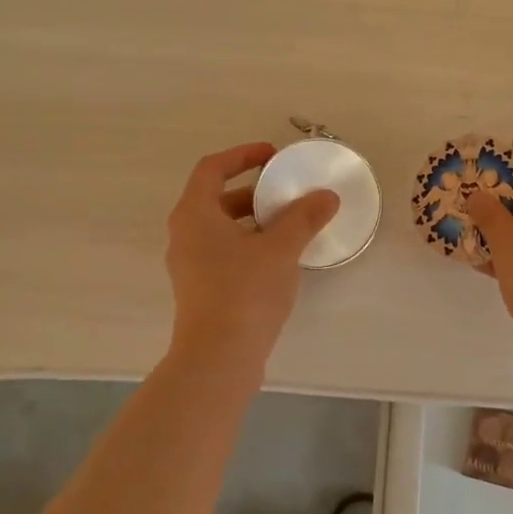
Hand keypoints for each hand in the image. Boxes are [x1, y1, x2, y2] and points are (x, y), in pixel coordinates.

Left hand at [165, 142, 338, 366]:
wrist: (218, 358)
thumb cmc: (244, 292)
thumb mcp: (280, 249)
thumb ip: (303, 218)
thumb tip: (326, 196)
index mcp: (195, 214)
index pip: (212, 168)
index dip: (242, 155)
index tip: (273, 156)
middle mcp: (185, 234)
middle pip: (216, 197)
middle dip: (253, 190)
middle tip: (286, 190)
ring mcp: (190, 264)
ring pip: (221, 227)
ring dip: (253, 219)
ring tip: (289, 222)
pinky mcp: (200, 288)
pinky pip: (223, 251)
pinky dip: (248, 243)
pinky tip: (279, 256)